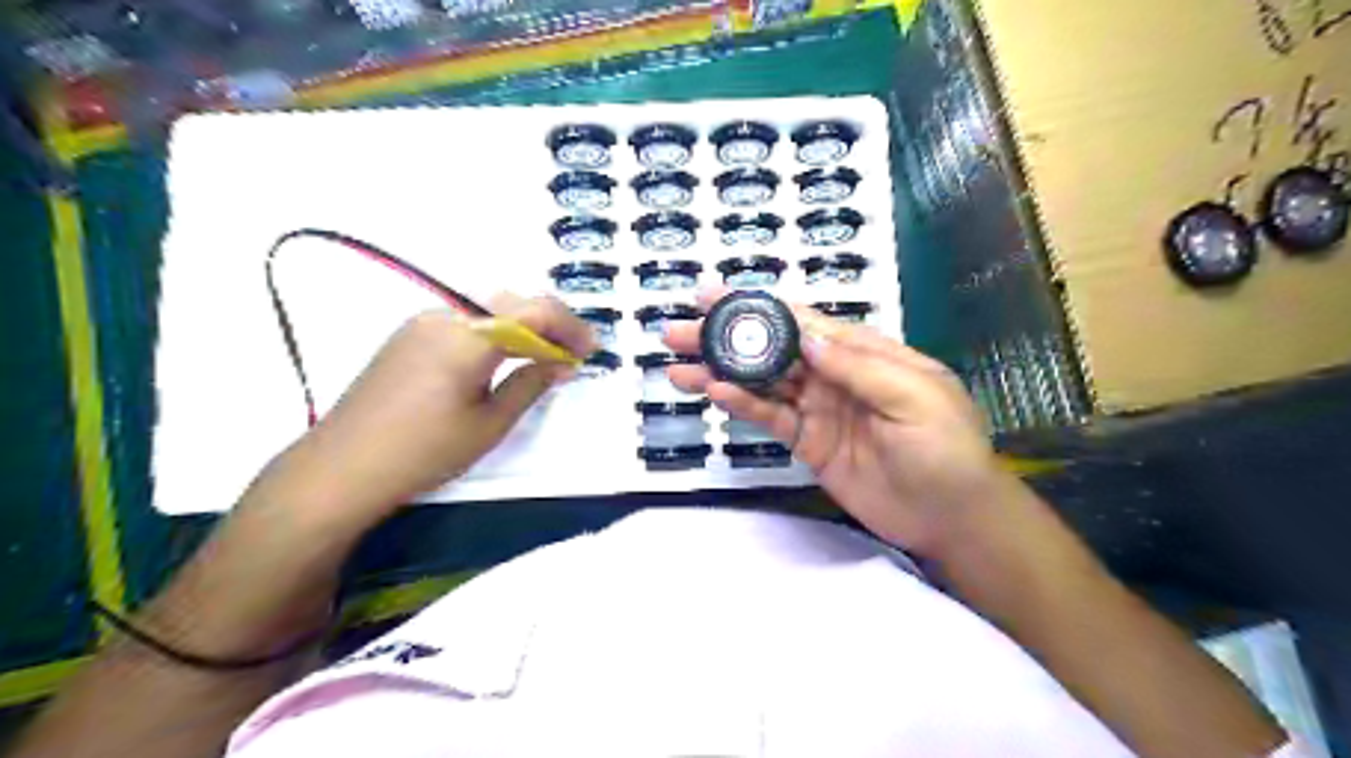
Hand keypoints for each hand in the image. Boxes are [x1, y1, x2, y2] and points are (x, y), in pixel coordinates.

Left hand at [266, 294, 591, 522]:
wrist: (341, 468)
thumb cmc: (425, 450)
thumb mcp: (490, 423)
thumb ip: (531, 383)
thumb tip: (563, 362)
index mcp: (469, 335)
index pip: (535, 310)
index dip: (571, 326)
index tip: (591, 350)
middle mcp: (445, 315)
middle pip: (511, 301)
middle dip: (549, 322)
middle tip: (571, 353)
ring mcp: (421, 323)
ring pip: (486, 307)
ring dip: (521, 325)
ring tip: (542, 356)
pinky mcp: (407, 337)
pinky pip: (463, 320)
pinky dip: (493, 331)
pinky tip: (500, 359)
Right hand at [660, 290, 1007, 556]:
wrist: (951, 518)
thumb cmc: (945, 449)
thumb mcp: (914, 397)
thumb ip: (859, 366)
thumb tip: (805, 335)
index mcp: (864, 352)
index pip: (803, 322)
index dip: (758, 308)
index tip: (714, 297)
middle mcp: (834, 374)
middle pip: (773, 349)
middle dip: (727, 338)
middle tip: (679, 331)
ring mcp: (818, 409)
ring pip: (763, 383)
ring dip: (722, 373)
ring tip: (679, 368)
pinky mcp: (808, 442)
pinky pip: (770, 418)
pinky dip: (742, 406)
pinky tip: (715, 394)